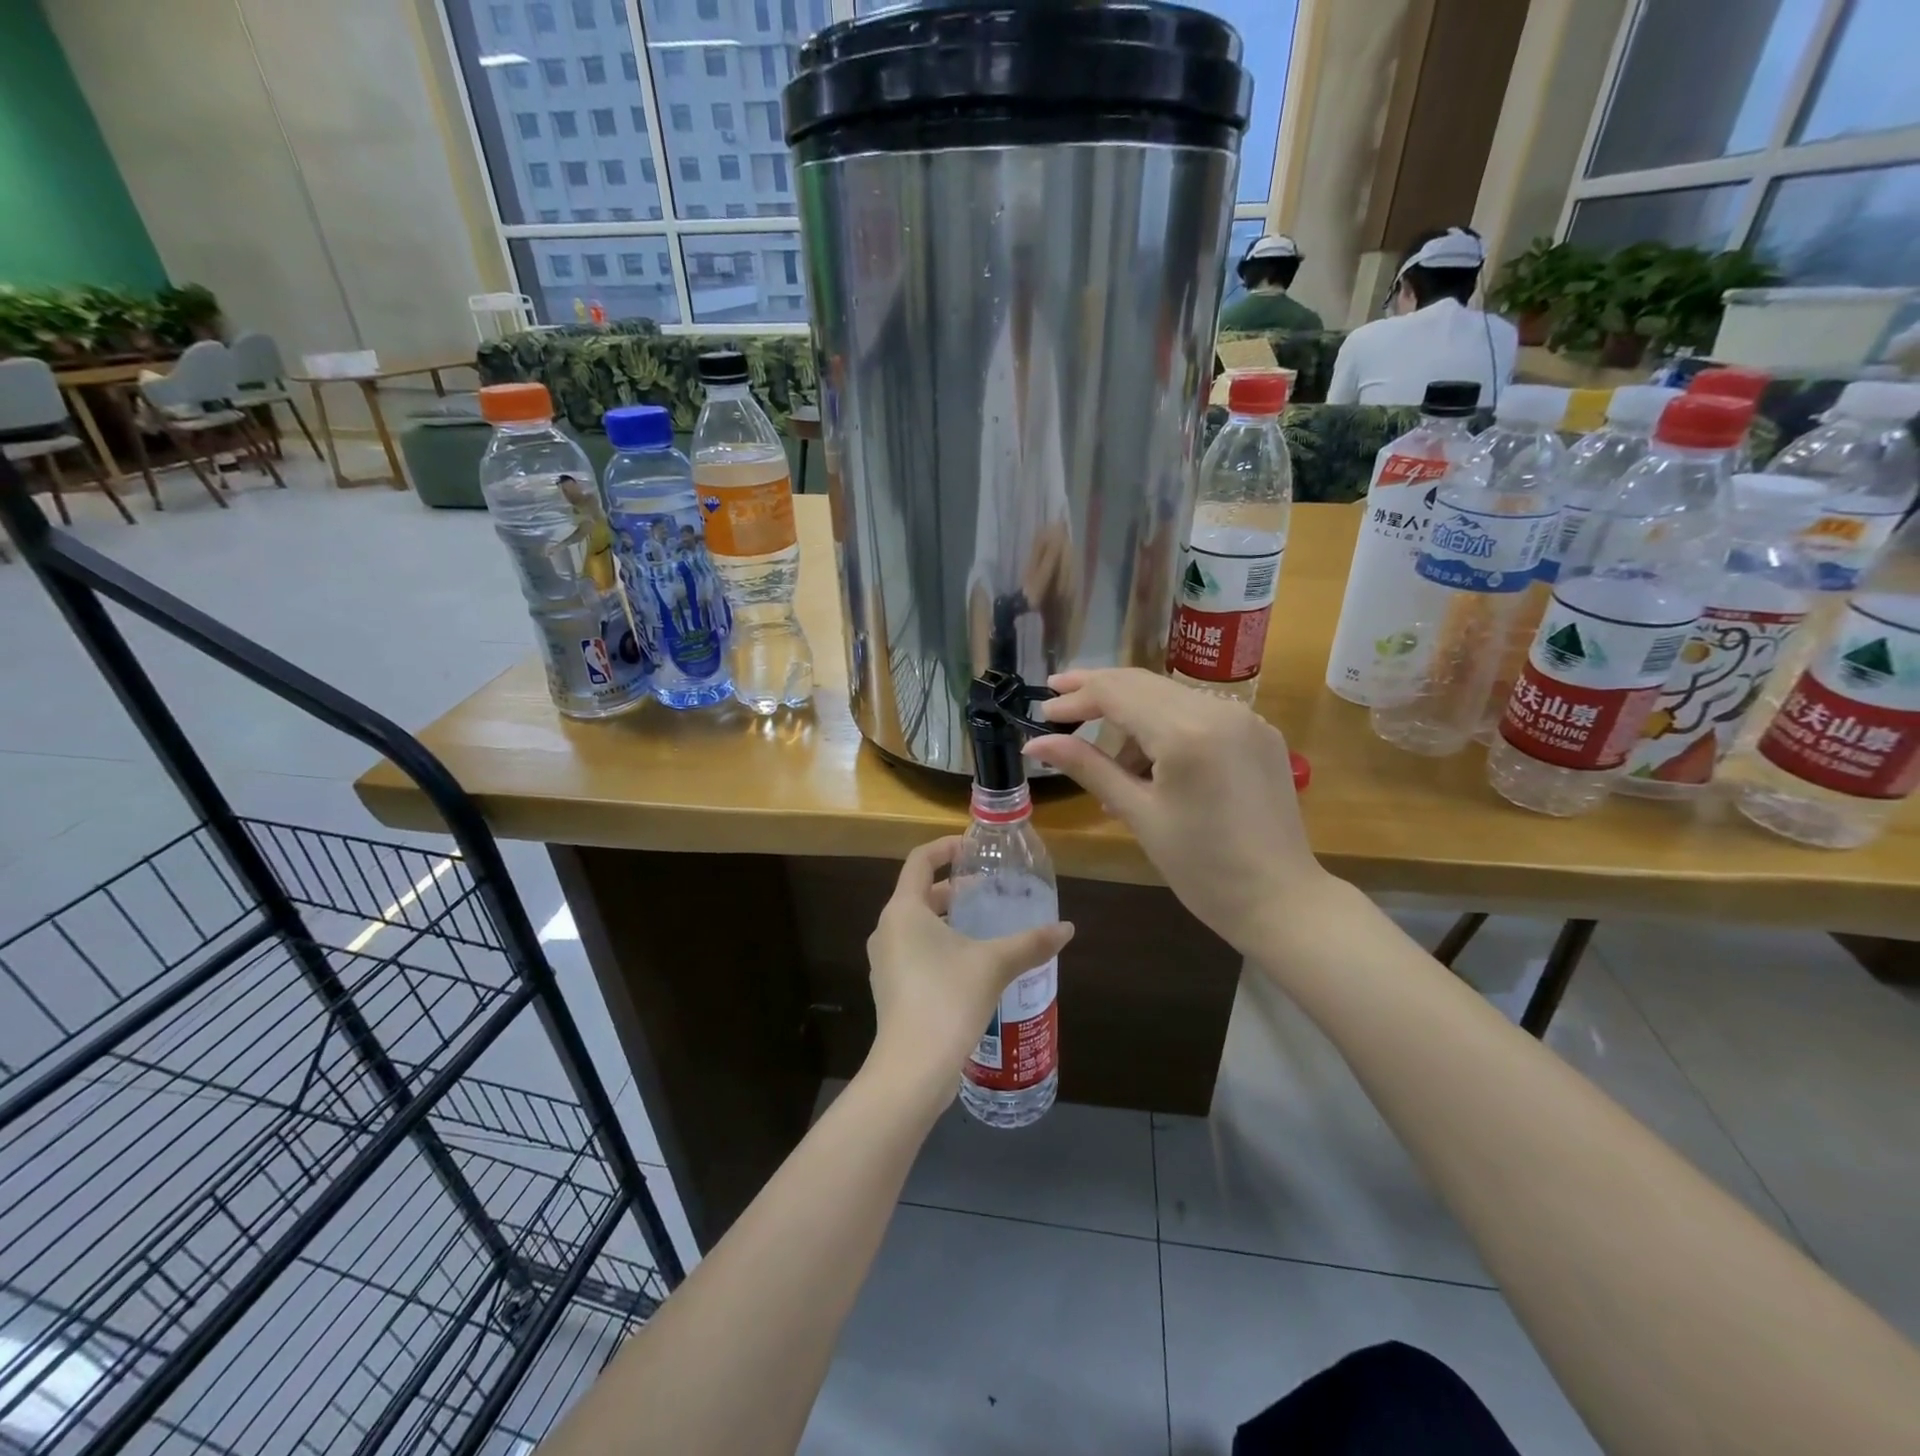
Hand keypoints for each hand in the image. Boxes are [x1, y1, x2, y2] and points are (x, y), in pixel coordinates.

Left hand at [865, 837, 1073, 1100]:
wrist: (913, 1068)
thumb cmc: (949, 999)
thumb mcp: (995, 964)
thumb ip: (1031, 943)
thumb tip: (1067, 928)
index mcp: (904, 910)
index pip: (920, 861)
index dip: (945, 847)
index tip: (973, 849)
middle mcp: (887, 929)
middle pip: (919, 893)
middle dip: (954, 889)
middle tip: (989, 891)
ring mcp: (884, 961)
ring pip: (916, 924)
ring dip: (947, 919)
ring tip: (983, 927)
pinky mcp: (889, 988)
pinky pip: (913, 951)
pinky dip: (938, 945)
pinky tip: (969, 964)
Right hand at [1023, 669, 1323, 953]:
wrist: (1281, 900)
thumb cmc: (1202, 867)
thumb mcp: (1138, 814)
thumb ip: (1087, 767)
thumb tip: (1035, 743)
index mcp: (1187, 732)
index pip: (1117, 693)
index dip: (1075, 698)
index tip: (1042, 712)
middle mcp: (1219, 710)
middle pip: (1143, 684)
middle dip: (1098, 692)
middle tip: (1058, 706)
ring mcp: (1246, 718)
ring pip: (1170, 697)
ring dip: (1133, 716)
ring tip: (1113, 768)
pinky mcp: (1260, 733)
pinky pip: (1199, 714)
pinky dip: (1167, 727)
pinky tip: (1154, 765)